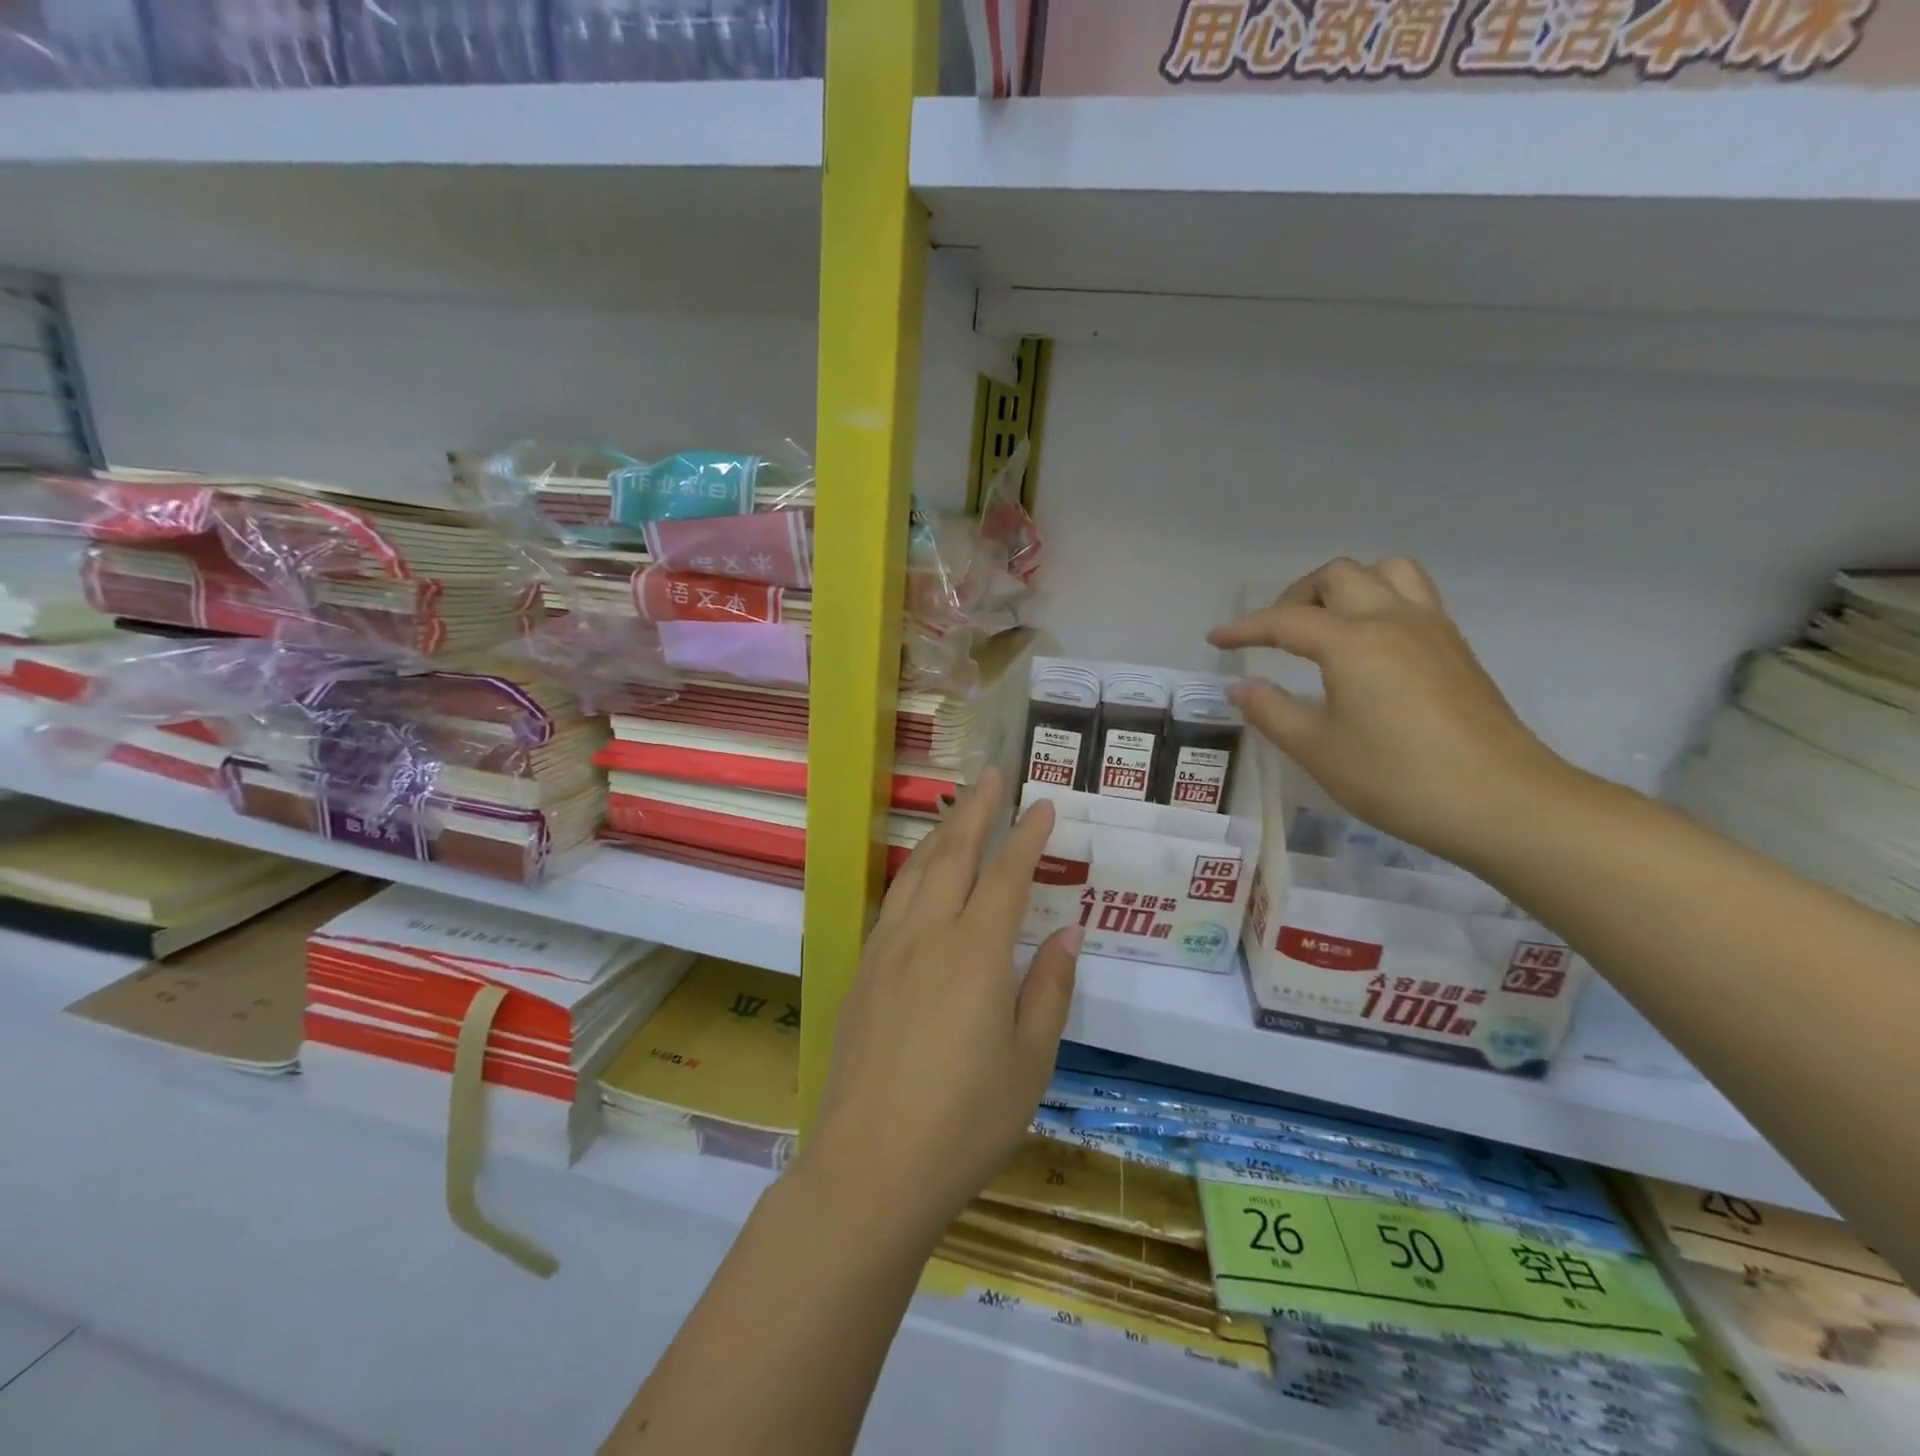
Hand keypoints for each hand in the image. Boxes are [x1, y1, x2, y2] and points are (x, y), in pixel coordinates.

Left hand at [800, 767, 1081, 1249]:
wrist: (870, 1167)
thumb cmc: (965, 1121)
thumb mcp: (1030, 1061)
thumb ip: (1049, 988)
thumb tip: (1068, 932)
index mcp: (976, 952)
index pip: (1007, 875)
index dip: (1027, 836)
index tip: (1042, 805)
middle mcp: (927, 935)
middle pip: (953, 855)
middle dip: (977, 811)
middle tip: (992, 776)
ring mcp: (887, 950)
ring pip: (915, 872)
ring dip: (940, 834)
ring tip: (958, 810)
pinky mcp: (862, 971)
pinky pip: (892, 901)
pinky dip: (912, 872)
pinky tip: (919, 876)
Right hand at [1208, 557, 1571, 866]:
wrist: (1501, 802)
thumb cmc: (1397, 778)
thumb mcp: (1317, 749)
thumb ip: (1271, 711)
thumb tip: (1238, 687)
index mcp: (1352, 642)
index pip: (1285, 621)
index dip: (1244, 628)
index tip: (1215, 639)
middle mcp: (1393, 619)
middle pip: (1338, 576)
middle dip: (1296, 596)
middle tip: (1274, 635)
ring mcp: (1432, 629)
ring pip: (1386, 572)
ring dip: (1346, 587)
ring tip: (1325, 626)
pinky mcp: (1456, 648)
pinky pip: (1413, 597)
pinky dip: (1379, 601)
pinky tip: (1368, 647)